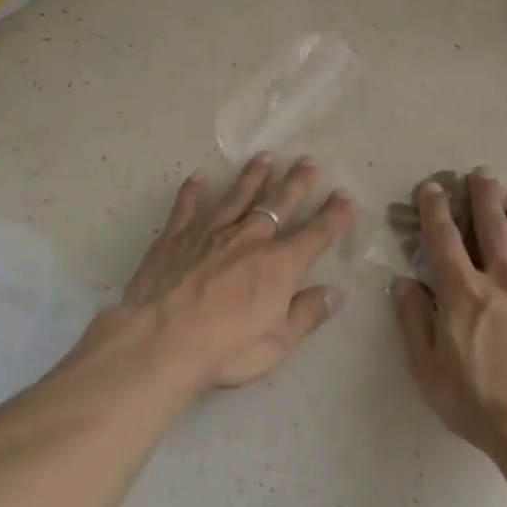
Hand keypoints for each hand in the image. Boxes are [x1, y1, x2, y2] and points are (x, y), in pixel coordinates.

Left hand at [97, 154, 356, 393]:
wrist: (160, 341)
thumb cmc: (225, 348)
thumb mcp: (278, 344)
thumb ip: (307, 315)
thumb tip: (335, 294)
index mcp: (279, 264)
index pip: (316, 234)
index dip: (334, 215)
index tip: (345, 196)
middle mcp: (249, 238)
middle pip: (278, 203)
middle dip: (296, 182)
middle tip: (308, 161)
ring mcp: (210, 232)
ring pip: (237, 196)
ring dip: (253, 176)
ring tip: (264, 157)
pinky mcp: (175, 236)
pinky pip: (187, 206)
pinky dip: (193, 191)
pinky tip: (199, 177)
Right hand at [392, 169, 506, 457]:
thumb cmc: (478, 402)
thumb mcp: (427, 368)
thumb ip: (413, 320)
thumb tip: (403, 282)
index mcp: (464, 293)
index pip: (445, 239)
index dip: (435, 210)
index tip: (432, 187)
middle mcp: (505, 282)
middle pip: (494, 228)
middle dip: (485, 196)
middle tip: (482, 174)